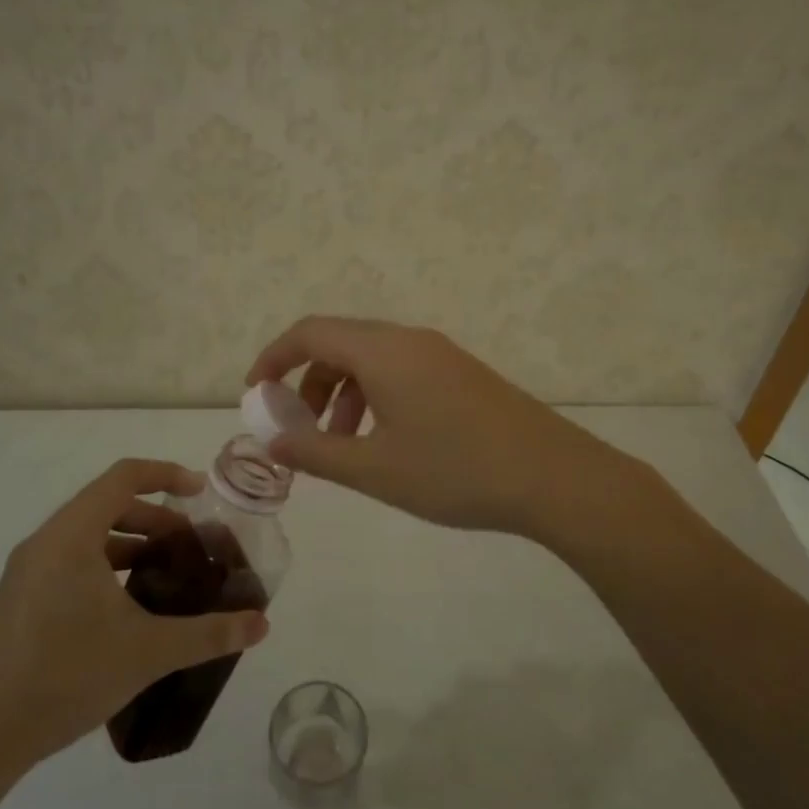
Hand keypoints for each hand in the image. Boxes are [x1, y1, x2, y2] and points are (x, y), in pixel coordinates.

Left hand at [0, 459, 269, 785]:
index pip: (123, 477)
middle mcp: (45, 542)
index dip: (166, 474)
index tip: (201, 492)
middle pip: (108, 505)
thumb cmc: (65, 676)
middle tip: (190, 546)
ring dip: (131, 544)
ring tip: (164, 576)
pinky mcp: (19, 599)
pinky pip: (71, 561)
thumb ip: (208, 634)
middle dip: (155, 517)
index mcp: (72, 536)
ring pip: (88, 536)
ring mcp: (27, 571)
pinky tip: (127, 609)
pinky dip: (106, 566)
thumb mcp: (147, 652)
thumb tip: (261, 625)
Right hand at [245, 317, 630, 539]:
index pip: (310, 332)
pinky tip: (386, 441)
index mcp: (382, 351)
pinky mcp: (461, 372)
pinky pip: (401, 370)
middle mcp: (409, 339)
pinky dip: (376, 396)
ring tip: (343, 444)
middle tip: (300, 428)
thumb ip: (315, 451)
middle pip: (340, 342)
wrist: (553, 476)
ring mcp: (440, 353)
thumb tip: (271, 439)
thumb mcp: (374, 468)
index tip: (256, 393)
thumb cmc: (454, 471)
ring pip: (372, 359)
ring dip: (344, 392)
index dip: (274, 357)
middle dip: (308, 381)